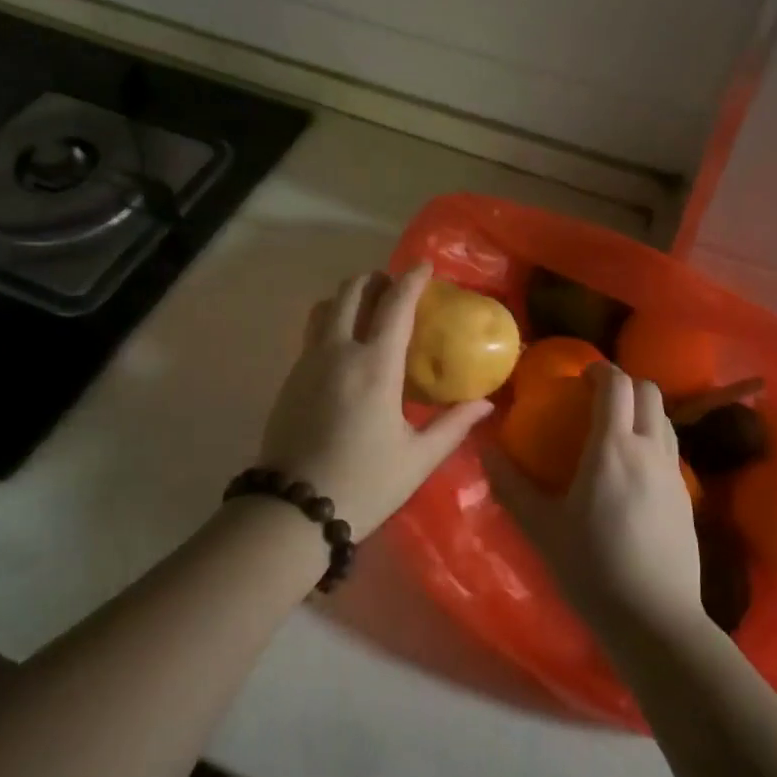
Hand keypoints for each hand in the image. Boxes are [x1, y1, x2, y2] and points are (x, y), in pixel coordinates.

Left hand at [258, 263, 491, 540]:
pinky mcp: (290, 377)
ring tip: (368, 309)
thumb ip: (453, 424)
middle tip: (394, 287)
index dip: (411, 279)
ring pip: (325, 307)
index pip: (395, 304)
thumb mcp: (418, 458)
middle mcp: (338, 351)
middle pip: (352, 291)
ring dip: (348, 296)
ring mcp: (309, 361)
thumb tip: (485, 403)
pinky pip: (312, 331)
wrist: (292, 511)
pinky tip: (345, 347)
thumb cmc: (364, 483)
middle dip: (375, 279)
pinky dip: (331, 320)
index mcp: (375, 366)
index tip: (424, 266)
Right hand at [487, 363, 703, 647]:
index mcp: (613, 447)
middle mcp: (649, 449)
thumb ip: (511, 485)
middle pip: (649, 392)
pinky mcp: (688, 497)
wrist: (656, 620)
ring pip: (665, 418)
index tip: (581, 375)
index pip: (617, 385)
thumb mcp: (542, 528)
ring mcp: (674, 473)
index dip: (600, 370)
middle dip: (625, 383)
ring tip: (617, 428)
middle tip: (598, 397)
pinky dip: (653, 438)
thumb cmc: (593, 568)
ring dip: (642, 410)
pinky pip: (671, 449)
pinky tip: (633, 470)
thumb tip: (485, 451)